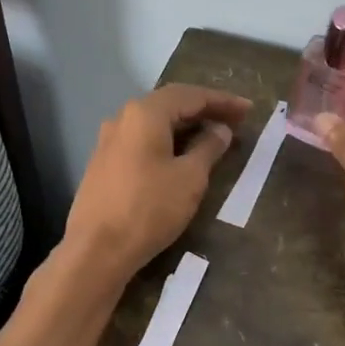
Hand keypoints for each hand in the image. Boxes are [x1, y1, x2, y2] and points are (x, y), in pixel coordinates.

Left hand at [65, 83, 251, 281]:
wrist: (96, 250)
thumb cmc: (149, 209)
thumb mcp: (189, 178)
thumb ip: (208, 148)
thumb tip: (220, 130)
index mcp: (145, 113)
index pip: (190, 96)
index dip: (222, 101)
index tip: (248, 109)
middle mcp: (123, 118)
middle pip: (170, 105)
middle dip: (204, 111)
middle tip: (234, 121)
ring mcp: (109, 141)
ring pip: (154, 124)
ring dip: (185, 127)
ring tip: (212, 138)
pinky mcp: (103, 164)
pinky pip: (142, 142)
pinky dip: (166, 142)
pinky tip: (181, 156)